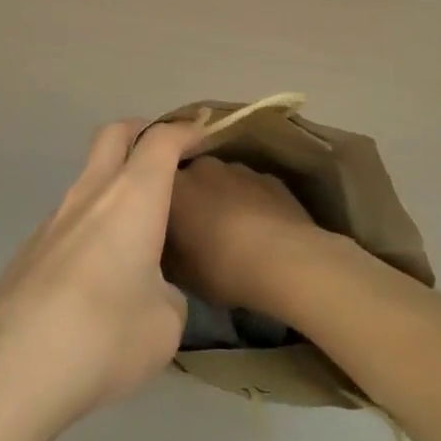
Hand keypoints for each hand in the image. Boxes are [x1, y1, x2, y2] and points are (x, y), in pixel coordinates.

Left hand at [0, 120, 200, 440]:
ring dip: (113, 186)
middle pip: (112, 135)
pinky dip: (90, 227)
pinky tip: (95, 277)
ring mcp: (53, 219)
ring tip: (135, 232)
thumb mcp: (166, 324)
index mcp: (132, 197)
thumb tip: (152, 292)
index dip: (184, 131)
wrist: (14, 369)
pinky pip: (68, 221)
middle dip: (140, 132)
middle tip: (164, 154)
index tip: (202, 136)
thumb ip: (168, 295)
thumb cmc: (105, 335)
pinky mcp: (29, 250)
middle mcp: (91, 193)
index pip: (161, 140)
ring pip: (87, 179)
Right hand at [166, 157, 329, 320]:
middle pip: (191, 177)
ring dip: (222, 198)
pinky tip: (261, 230)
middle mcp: (203, 167)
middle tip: (196, 227)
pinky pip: (252, 189)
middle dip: (192, 197)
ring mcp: (239, 169)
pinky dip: (251, 203)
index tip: (163, 221)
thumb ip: (167, 251)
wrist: (285, 260)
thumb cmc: (222, 267)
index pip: (155, 181)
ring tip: (232, 230)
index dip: (158, 200)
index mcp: (175, 186)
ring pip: (223, 181)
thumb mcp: (181, 274)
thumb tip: (165, 246)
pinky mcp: (270, 178)